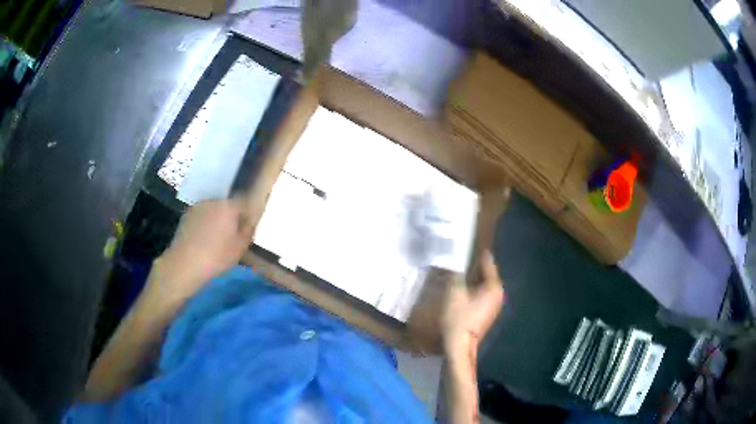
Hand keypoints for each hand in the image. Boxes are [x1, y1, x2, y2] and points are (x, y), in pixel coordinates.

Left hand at [149, 198, 254, 306]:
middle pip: (227, 205)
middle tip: (232, 235)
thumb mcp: (240, 248)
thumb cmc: (217, 256)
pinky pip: (201, 216)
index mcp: (229, 206)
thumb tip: (249, 222)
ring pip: (213, 210)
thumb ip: (248, 231)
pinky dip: (205, 224)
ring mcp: (198, 207)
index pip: (244, 203)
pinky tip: (203, 240)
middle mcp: (213, 201)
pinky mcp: (186, 215)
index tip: (247, 229)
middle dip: (231, 217)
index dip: (247, 215)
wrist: (185, 263)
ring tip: (216, 238)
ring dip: (217, 220)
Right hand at [441, 251, 504, 360]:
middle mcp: (499, 294)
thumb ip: (456, 273)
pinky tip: (463, 290)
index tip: (470, 245)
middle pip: (488, 275)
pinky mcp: (488, 314)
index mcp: (494, 287)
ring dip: (474, 279)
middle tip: (462, 258)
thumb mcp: (454, 291)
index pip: (488, 264)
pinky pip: (483, 295)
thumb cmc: (458, 317)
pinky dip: (475, 290)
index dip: (479, 254)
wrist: (460, 345)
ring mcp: (494, 306)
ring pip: (484, 286)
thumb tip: (456, 260)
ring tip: (460, 272)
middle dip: (476, 267)